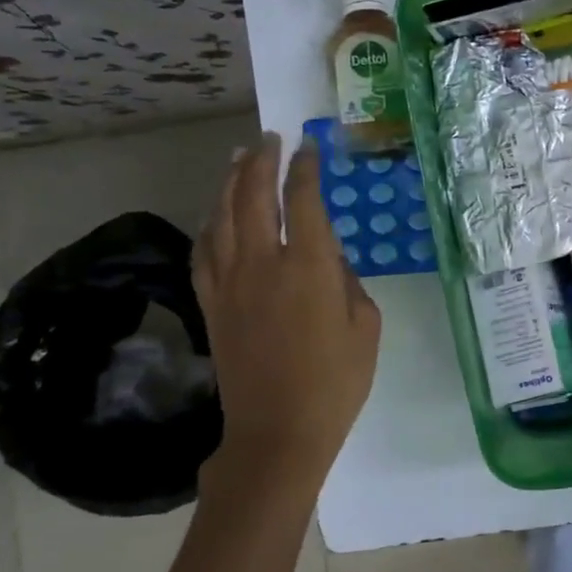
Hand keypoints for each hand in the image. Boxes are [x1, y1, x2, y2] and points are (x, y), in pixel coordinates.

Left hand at [194, 133, 380, 492]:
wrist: (278, 432)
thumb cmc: (335, 382)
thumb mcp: (366, 327)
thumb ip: (350, 283)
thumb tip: (330, 261)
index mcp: (309, 267)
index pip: (303, 200)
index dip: (306, 168)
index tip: (310, 148)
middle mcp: (263, 264)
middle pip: (254, 196)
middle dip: (261, 160)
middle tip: (270, 139)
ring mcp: (230, 283)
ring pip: (222, 216)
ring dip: (230, 182)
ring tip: (239, 159)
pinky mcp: (211, 303)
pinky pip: (204, 250)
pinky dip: (210, 223)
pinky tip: (216, 213)